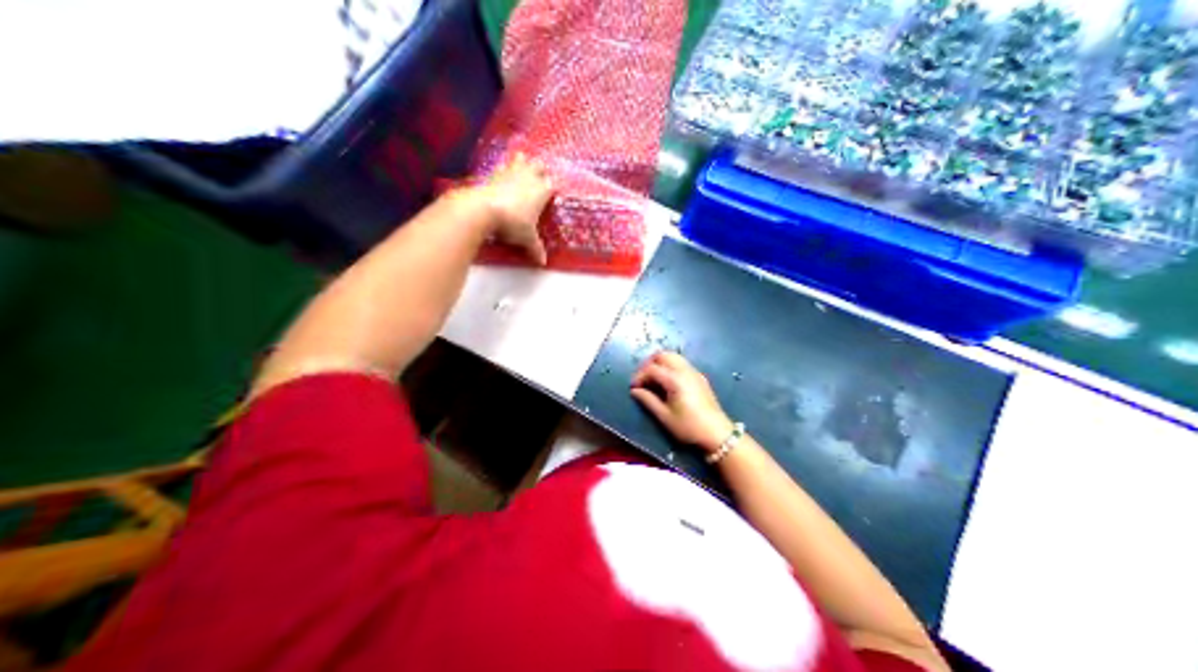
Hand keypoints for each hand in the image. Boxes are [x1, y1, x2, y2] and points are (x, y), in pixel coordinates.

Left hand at [475, 153, 553, 264]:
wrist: (483, 209)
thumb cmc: (512, 223)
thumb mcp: (526, 238)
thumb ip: (535, 248)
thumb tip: (543, 263)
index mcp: (542, 191)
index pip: (553, 185)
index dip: (553, 188)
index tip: (552, 194)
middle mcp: (529, 177)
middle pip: (539, 166)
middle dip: (540, 170)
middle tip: (537, 178)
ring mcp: (511, 172)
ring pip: (521, 159)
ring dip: (522, 162)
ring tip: (521, 166)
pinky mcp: (494, 172)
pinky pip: (501, 165)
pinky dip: (502, 168)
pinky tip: (500, 173)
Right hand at [632, 349, 735, 453]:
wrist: (717, 433)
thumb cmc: (688, 427)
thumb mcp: (665, 417)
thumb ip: (648, 400)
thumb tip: (635, 391)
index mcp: (675, 379)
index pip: (652, 368)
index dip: (639, 376)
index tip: (634, 388)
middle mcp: (685, 370)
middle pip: (663, 355)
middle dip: (649, 364)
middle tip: (643, 380)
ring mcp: (694, 372)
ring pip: (674, 357)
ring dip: (660, 364)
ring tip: (653, 381)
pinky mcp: (700, 377)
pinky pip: (682, 364)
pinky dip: (670, 367)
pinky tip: (667, 384)